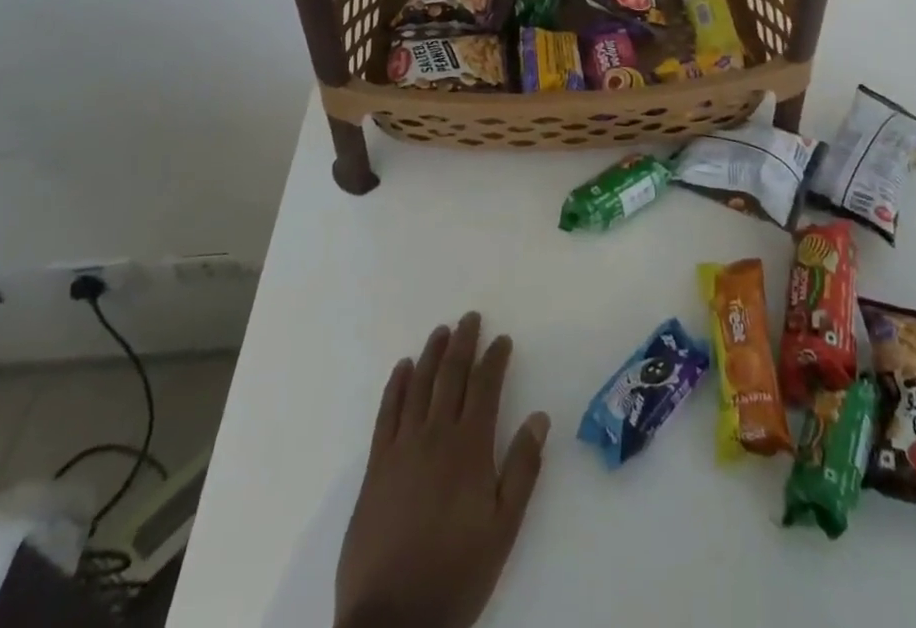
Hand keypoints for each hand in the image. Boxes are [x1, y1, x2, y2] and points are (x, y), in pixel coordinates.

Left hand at [335, 313, 549, 627]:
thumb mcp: (503, 528)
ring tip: (441, 331)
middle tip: (470, 318)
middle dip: (463, 343)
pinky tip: (402, 368)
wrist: (392, 620)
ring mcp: (402, 448)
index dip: (495, 359)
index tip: (503, 339)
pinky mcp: (375, 466)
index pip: (486, 387)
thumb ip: (522, 469)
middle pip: (451, 375)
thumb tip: (540, 417)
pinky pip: (386, 413)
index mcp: (470, 448)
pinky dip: (396, 385)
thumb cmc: (456, 574)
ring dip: (431, 354)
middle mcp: (435, 435)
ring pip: (419, 385)